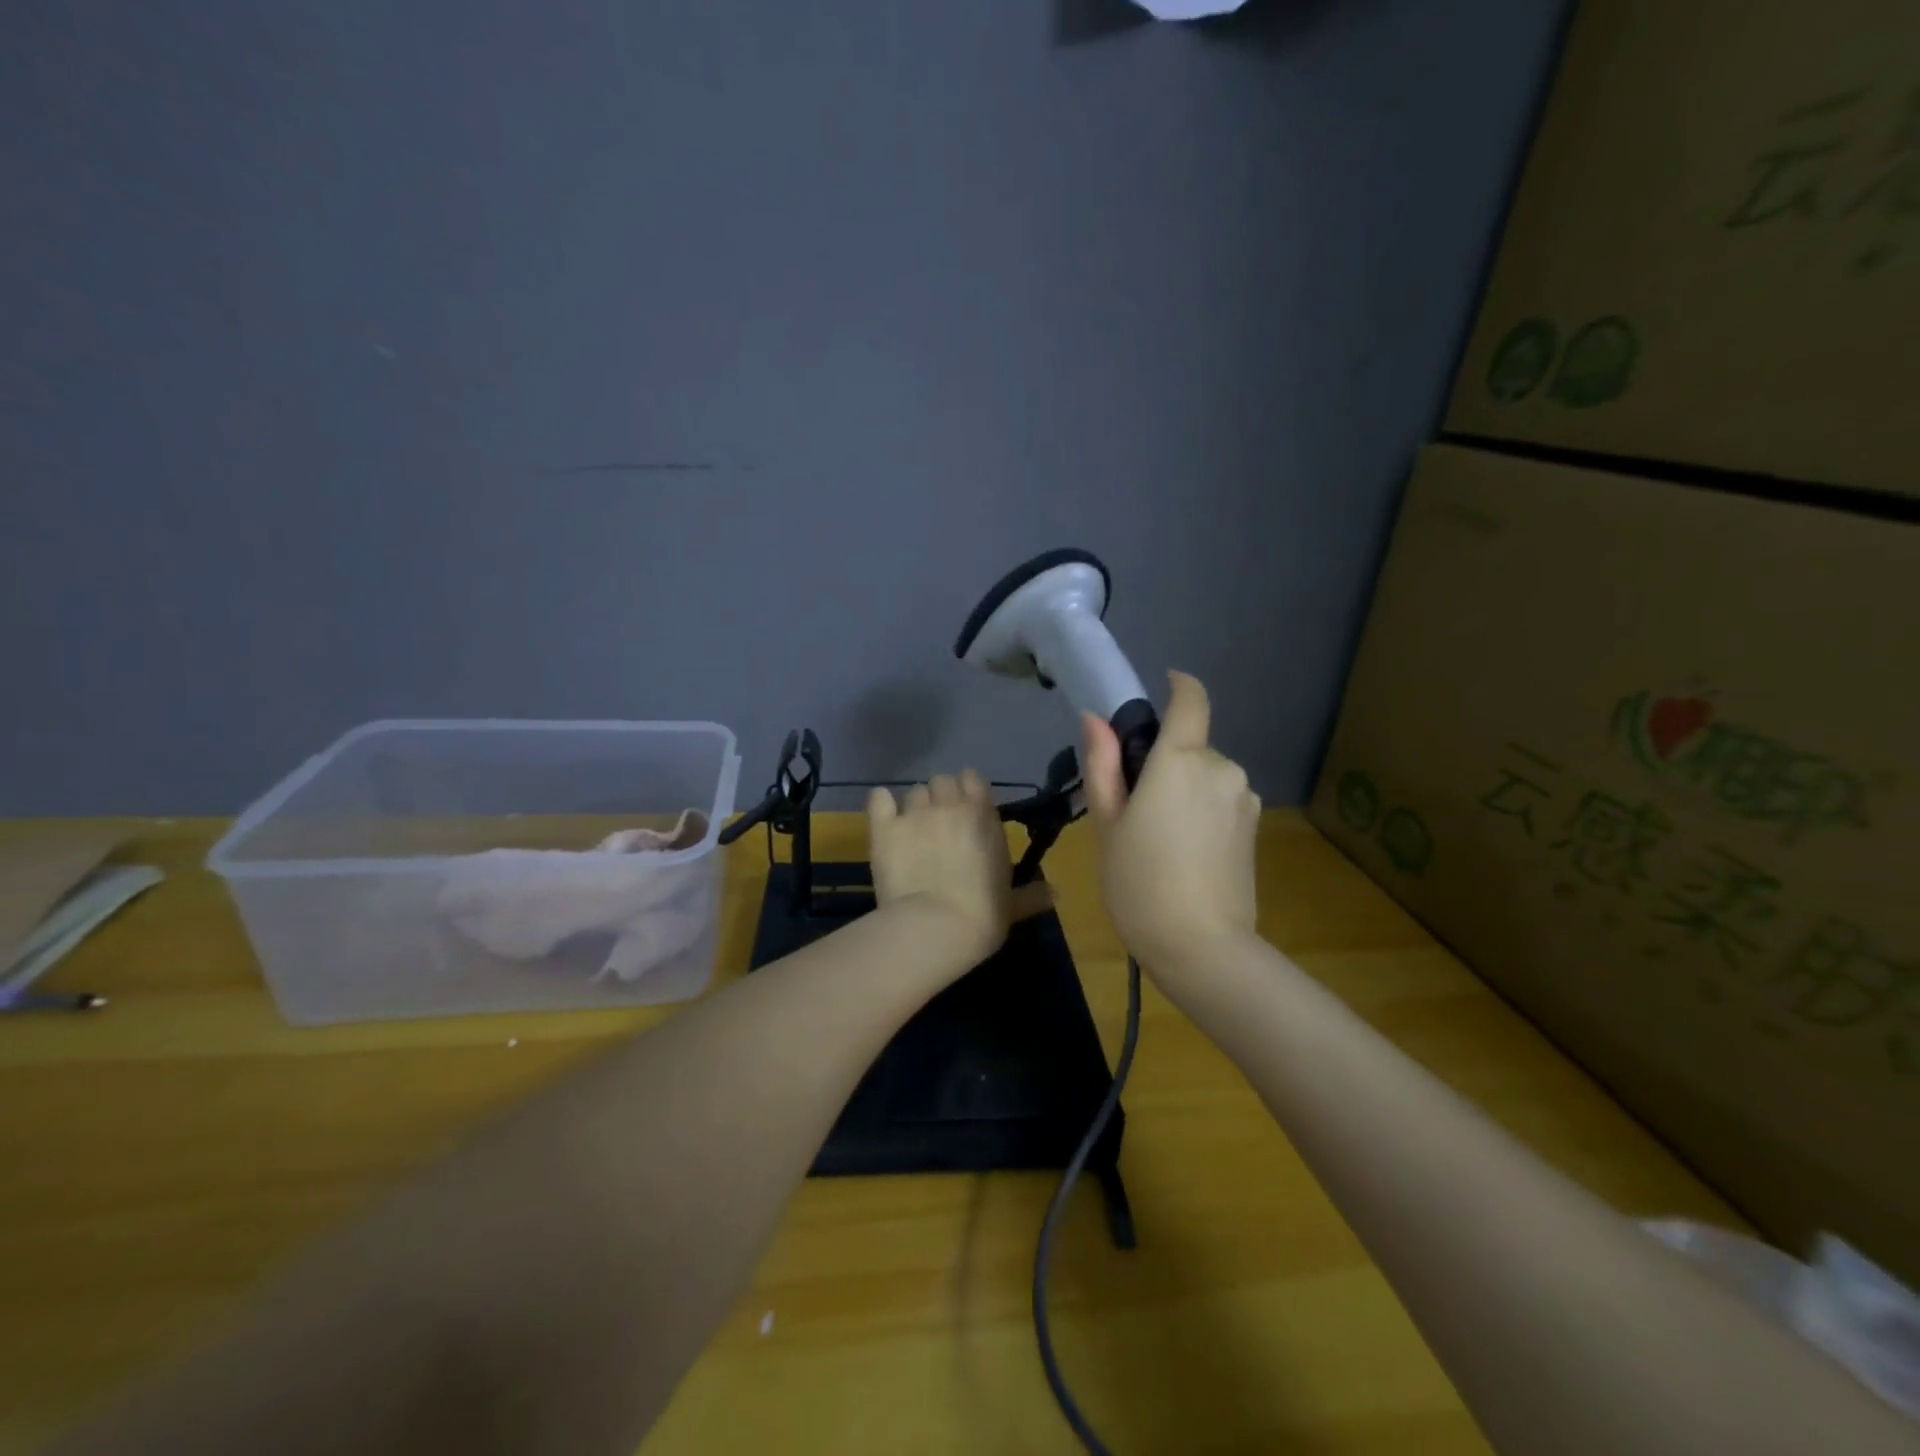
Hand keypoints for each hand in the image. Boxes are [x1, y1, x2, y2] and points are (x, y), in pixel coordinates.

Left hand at [867, 770, 1053, 965]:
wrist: (935, 927)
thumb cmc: (982, 915)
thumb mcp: (1011, 906)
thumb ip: (1031, 894)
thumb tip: (1056, 894)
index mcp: (983, 816)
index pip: (972, 779)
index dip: (967, 792)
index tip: (966, 811)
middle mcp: (949, 806)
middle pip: (942, 781)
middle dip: (940, 797)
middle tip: (939, 823)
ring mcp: (914, 814)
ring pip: (913, 791)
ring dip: (915, 806)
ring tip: (913, 829)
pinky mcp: (884, 828)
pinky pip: (879, 799)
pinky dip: (882, 804)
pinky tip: (884, 816)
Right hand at [1081, 671, 1259, 973]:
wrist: (1201, 946)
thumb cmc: (1138, 880)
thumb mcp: (1106, 822)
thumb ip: (1102, 764)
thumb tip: (1094, 719)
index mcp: (1180, 760)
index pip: (1191, 699)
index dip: (1178, 685)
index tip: (1161, 687)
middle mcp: (1221, 768)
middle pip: (1190, 746)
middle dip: (1164, 761)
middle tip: (1133, 806)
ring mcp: (1244, 798)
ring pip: (1205, 776)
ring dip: (1183, 788)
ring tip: (1158, 837)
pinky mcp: (1255, 827)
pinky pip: (1221, 800)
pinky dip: (1201, 810)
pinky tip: (1185, 852)